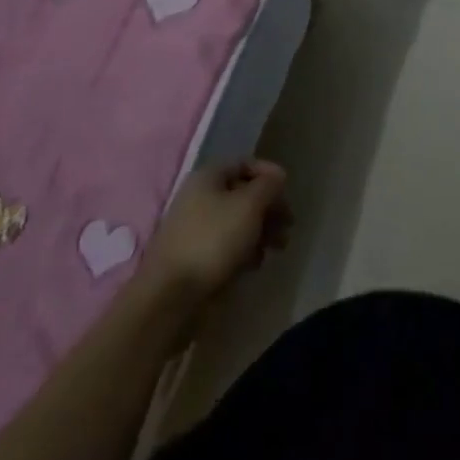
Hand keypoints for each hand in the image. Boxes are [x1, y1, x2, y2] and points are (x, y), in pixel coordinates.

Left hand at [144, 160, 291, 302]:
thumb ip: (268, 186)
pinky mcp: (195, 258)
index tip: (287, 191)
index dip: (268, 174)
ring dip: (261, 231)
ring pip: (237, 222)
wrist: (170, 296)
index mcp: (208, 177)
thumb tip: (277, 176)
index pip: (245, 164)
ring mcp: (195, 229)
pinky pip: (226, 246)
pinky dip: (244, 251)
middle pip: (243, 194)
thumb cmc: (213, 240)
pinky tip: (254, 264)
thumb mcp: (249, 205)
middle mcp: (199, 198)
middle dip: (269, 208)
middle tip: (288, 226)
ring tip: (278, 248)